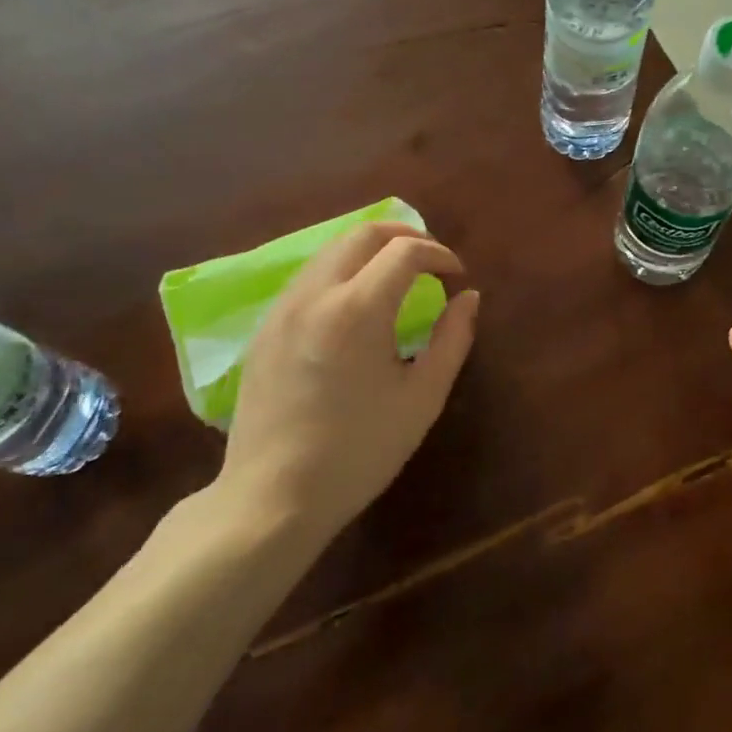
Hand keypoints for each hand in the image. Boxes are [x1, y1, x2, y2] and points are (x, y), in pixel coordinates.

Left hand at [215, 222, 478, 546]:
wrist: (274, 497)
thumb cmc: (360, 450)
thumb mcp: (422, 398)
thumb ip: (452, 339)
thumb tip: (468, 299)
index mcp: (357, 310)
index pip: (405, 252)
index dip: (439, 255)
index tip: (457, 277)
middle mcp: (314, 295)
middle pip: (362, 234)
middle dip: (405, 237)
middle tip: (431, 263)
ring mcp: (281, 309)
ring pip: (330, 251)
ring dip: (370, 251)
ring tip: (397, 279)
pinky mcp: (264, 329)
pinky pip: (307, 278)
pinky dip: (341, 272)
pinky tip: (356, 307)